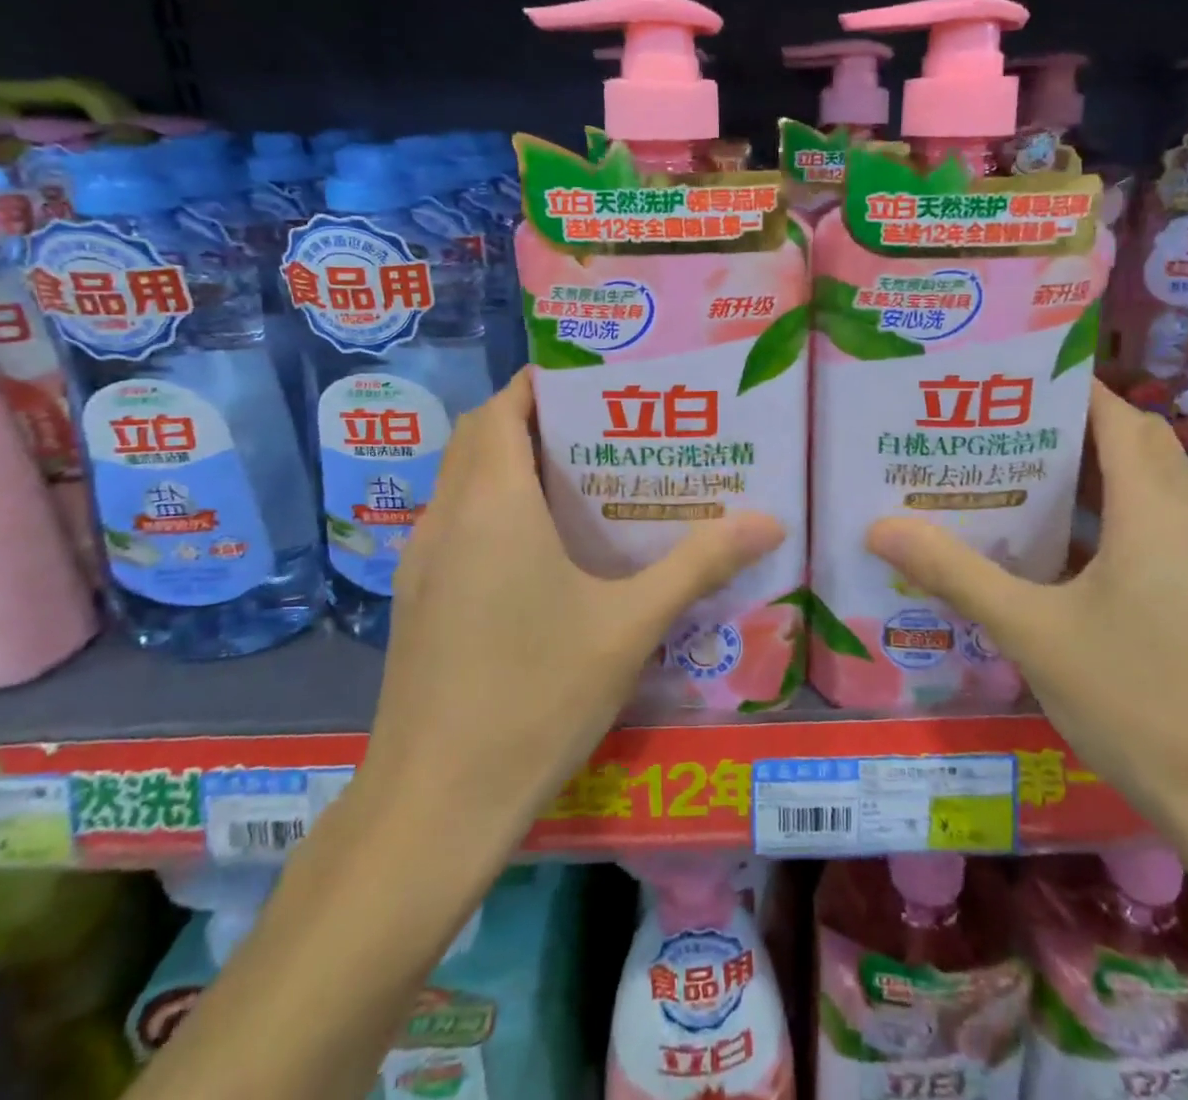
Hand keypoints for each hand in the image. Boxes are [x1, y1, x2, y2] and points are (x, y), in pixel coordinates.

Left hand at [356, 369, 785, 847]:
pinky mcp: (417, 600)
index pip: (502, 407)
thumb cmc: (535, 697)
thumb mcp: (630, 626)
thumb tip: (770, 520)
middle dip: (534, 418)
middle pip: (480, 436)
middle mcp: (447, 517)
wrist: (434, 806)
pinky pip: (457, 523)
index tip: (598, 383)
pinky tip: (546, 551)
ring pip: (463, 481)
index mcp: (492, 503)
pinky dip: (494, 507)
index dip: (542, 382)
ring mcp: (423, 561)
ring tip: (585, 480)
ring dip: (511, 463)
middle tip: (605, 429)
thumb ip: (698, 564)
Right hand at [866, 382, 1187, 835]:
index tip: (1007, 383)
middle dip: (1069, 428)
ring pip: (1147, 489)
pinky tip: (1054, 555)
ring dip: (1089, 476)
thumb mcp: (1031, 633)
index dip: (1067, 388)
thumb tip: (881, 527)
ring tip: (1014, 480)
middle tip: (997, 430)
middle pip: (1134, 444)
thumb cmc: (1140, 701)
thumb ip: (955, 574)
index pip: (1116, 415)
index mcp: (1155, 510)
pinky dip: (1107, 520)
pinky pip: (1154, 530)